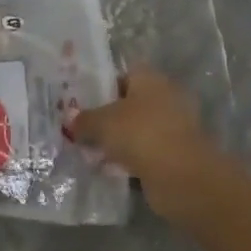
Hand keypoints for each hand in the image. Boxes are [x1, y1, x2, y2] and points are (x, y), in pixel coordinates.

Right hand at [70, 67, 215, 220]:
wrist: (182, 176)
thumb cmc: (140, 134)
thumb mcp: (103, 123)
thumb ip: (84, 119)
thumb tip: (69, 118)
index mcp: (150, 78)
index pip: (123, 74)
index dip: (101, 87)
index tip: (81, 102)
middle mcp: (165, 96)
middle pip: (130, 103)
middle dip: (108, 117)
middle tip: (81, 129)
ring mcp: (173, 126)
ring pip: (137, 129)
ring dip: (118, 141)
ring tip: (91, 153)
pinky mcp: (175, 154)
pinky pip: (146, 152)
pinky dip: (130, 159)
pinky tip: (110, 170)